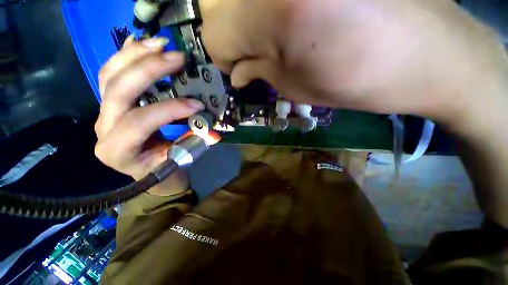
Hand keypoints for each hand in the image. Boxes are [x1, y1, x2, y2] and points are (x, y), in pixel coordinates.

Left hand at [94, 36, 203, 194]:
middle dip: (150, 70)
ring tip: (160, 43)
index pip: (141, 121)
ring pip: (109, 76)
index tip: (197, 104)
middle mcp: (104, 128)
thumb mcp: (178, 159)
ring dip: (136, 55)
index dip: (170, 109)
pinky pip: (109, 74)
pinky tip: (140, 43)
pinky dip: (125, 56)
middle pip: (118, 90)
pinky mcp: (109, 103)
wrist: (144, 169)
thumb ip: (194, 143)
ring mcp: (103, 112)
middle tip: (177, 58)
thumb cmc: (161, 167)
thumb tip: (213, 132)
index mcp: (118, 150)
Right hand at [200, 0, 507, 124]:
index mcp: (272, 11)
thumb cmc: (362, 81)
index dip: (223, 59)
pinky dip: (262, 8)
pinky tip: (288, 17)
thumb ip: (258, 74)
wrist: (429, 55)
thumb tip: (235, 72)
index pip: (213, 37)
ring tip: (269, 35)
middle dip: (228, 34)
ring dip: (242, 18)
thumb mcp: (298, 88)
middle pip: (215, 4)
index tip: (238, 71)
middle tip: (249, 52)